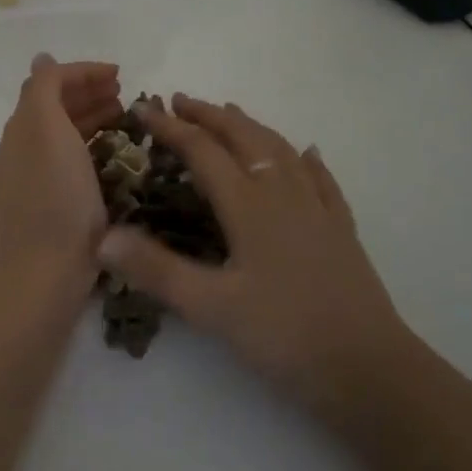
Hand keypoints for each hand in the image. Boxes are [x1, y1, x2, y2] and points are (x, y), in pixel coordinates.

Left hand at [0, 55, 124, 290]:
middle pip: (56, 107)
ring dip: (93, 117)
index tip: (121, 73)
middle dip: (89, 93)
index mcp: (23, 127)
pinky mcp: (53, 205)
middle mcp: (25, 149)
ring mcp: (37, 179)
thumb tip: (42, 58)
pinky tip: (115, 156)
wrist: (44, 273)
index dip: (83, 71)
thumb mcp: (45, 130)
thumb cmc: (53, 197)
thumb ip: (44, 89)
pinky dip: (94, 147)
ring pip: (65, 134)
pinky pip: (73, 162)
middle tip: (126, 94)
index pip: (49, 82)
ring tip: (126, 118)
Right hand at [95, 94, 406, 418]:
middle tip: (180, 101)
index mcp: (248, 205)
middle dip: (209, 115)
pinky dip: (306, 159)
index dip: (170, 127)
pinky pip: (322, 180)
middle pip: (243, 138)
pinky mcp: (341, 230)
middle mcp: (282, 194)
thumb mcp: (211, 307)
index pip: (202, 151)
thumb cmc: (285, 335)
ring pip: (281, 150)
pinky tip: (307, 153)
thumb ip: (156, 269)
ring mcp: (317, 209)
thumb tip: (102, 237)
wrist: (369, 369)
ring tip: (231, 113)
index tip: (142, 108)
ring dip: (251, 127)